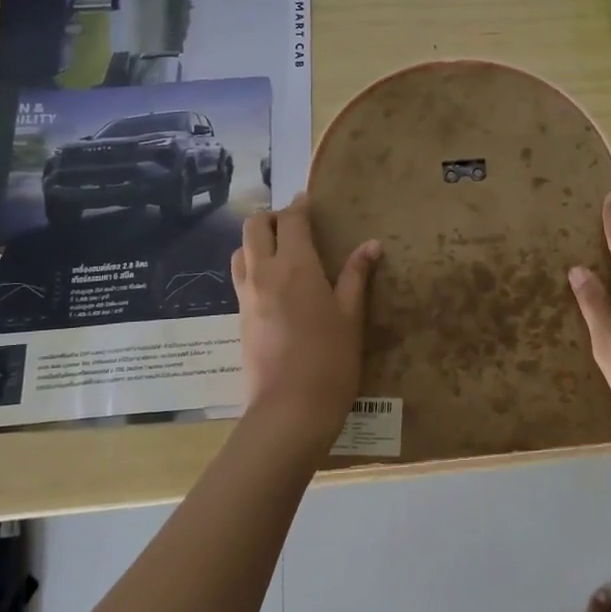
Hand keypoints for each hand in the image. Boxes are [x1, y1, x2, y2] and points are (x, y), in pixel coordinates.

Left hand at [232, 194, 380, 444]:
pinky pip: (240, 276)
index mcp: (296, 267)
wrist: (289, 410)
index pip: (291, 220)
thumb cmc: (330, 360)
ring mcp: (247, 296)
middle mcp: (264, 273)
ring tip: (282, 251)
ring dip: (257, 241)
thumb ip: (357, 276)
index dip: (299, 205)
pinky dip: (253, 265)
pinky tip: (274, 283)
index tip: (309, 201)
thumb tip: (371, 244)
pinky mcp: (239, 317)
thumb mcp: (351, 316)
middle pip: (254, 226)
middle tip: (296, 226)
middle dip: (272, 217)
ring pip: (241, 250)